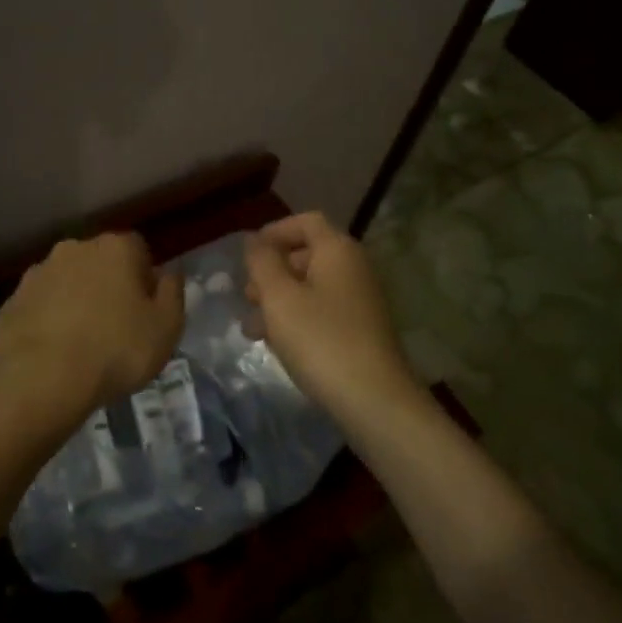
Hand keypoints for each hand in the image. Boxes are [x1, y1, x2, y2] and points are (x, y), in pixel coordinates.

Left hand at [0, 232, 184, 427]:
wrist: (41, 378)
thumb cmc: (116, 349)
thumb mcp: (167, 327)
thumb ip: (172, 293)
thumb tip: (168, 273)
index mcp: (115, 248)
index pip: (138, 249)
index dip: (144, 278)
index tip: (145, 310)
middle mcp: (75, 248)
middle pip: (100, 262)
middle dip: (108, 285)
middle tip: (116, 326)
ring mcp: (38, 273)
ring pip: (67, 281)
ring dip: (76, 301)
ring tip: (83, 343)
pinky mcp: (12, 301)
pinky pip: (40, 306)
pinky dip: (48, 320)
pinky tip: (55, 352)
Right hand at [244, 212, 416, 416]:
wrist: (374, 400)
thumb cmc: (320, 340)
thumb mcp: (279, 298)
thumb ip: (262, 262)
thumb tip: (254, 240)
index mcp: (337, 250)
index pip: (306, 221)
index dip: (274, 231)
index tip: (248, 256)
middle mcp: (354, 268)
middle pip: (307, 254)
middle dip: (272, 272)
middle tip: (247, 296)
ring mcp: (361, 301)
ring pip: (312, 287)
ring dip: (279, 300)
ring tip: (252, 328)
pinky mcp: (362, 331)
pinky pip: (323, 312)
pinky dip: (297, 319)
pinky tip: (277, 345)